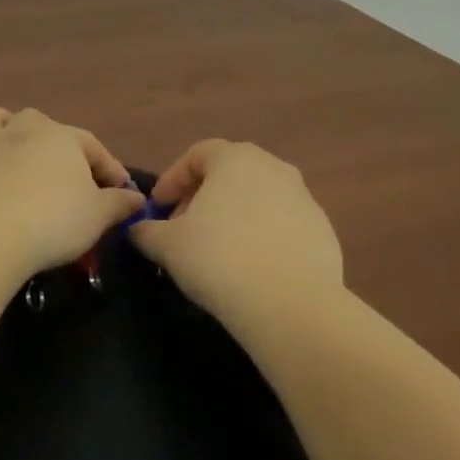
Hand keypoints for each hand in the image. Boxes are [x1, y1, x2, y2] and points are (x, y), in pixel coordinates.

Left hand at [0, 107, 143, 273]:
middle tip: (66, 174)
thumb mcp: (98, 216)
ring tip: (14, 149)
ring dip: (5, 127)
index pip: (92, 147)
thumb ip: (119, 204)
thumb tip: (136, 198)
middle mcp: (23, 130)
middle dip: (55, 142)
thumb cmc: (54, 221)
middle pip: (41, 124)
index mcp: (62, 138)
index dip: (109, 169)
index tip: (121, 192)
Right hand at [130, 140, 342, 319]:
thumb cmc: (219, 260)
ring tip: (217, 250)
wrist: (291, 305)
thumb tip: (137, 229)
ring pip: (258, 198)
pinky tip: (250, 267)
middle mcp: (273, 167)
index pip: (197, 155)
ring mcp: (303, 198)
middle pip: (229, 173)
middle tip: (184, 229)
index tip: (158, 209)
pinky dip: (262, 236)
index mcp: (235, 159)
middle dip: (202, 197)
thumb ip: (146, 231)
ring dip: (233, 216)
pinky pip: (282, 224)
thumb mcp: (168, 245)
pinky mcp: (322, 230)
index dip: (173, 180)